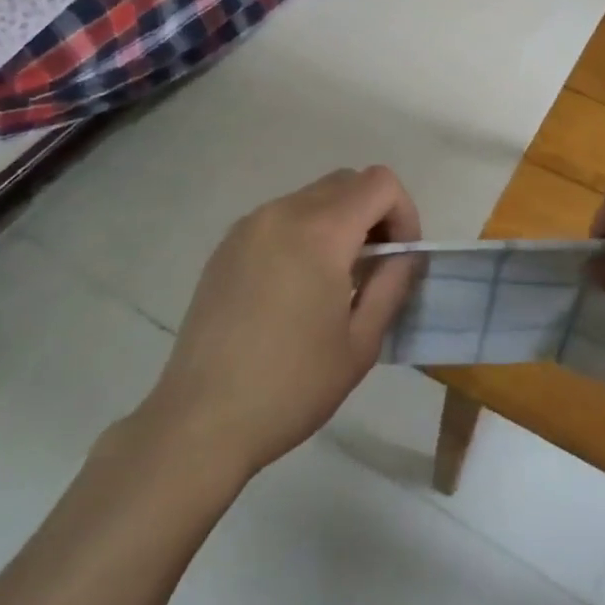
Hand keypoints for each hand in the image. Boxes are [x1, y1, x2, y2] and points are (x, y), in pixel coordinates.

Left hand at [136, 167, 421, 480]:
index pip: (380, 183)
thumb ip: (392, 284)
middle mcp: (283, 213)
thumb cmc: (291, 386)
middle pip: (347, 182)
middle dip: (374, 215)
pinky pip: (281, 217)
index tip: (401, 259)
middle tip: (375, 268)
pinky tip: (296, 287)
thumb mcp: (361, 343)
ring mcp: (249, 226)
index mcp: (320, 232)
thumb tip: (405, 255)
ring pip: (313, 197)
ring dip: (339, 222)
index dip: (404, 213)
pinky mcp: (226, 246)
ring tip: (336, 281)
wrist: (200, 422)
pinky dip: (304, 232)